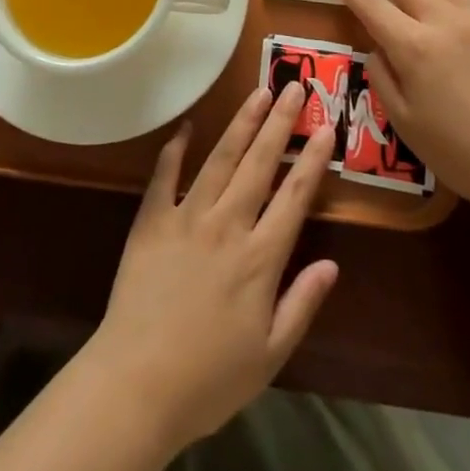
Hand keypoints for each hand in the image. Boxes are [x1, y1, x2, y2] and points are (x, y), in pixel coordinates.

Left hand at [83, 84, 339, 452]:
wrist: (137, 385)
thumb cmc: (209, 380)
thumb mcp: (270, 355)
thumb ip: (302, 304)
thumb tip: (332, 264)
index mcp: (260, 259)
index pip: (294, 196)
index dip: (312, 159)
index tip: (325, 125)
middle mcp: (227, 226)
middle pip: (259, 164)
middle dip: (280, 123)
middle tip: (294, 86)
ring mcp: (186, 218)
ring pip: (220, 159)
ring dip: (241, 123)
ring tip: (258, 93)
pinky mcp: (152, 221)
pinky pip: (165, 175)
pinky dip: (176, 148)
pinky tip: (187, 125)